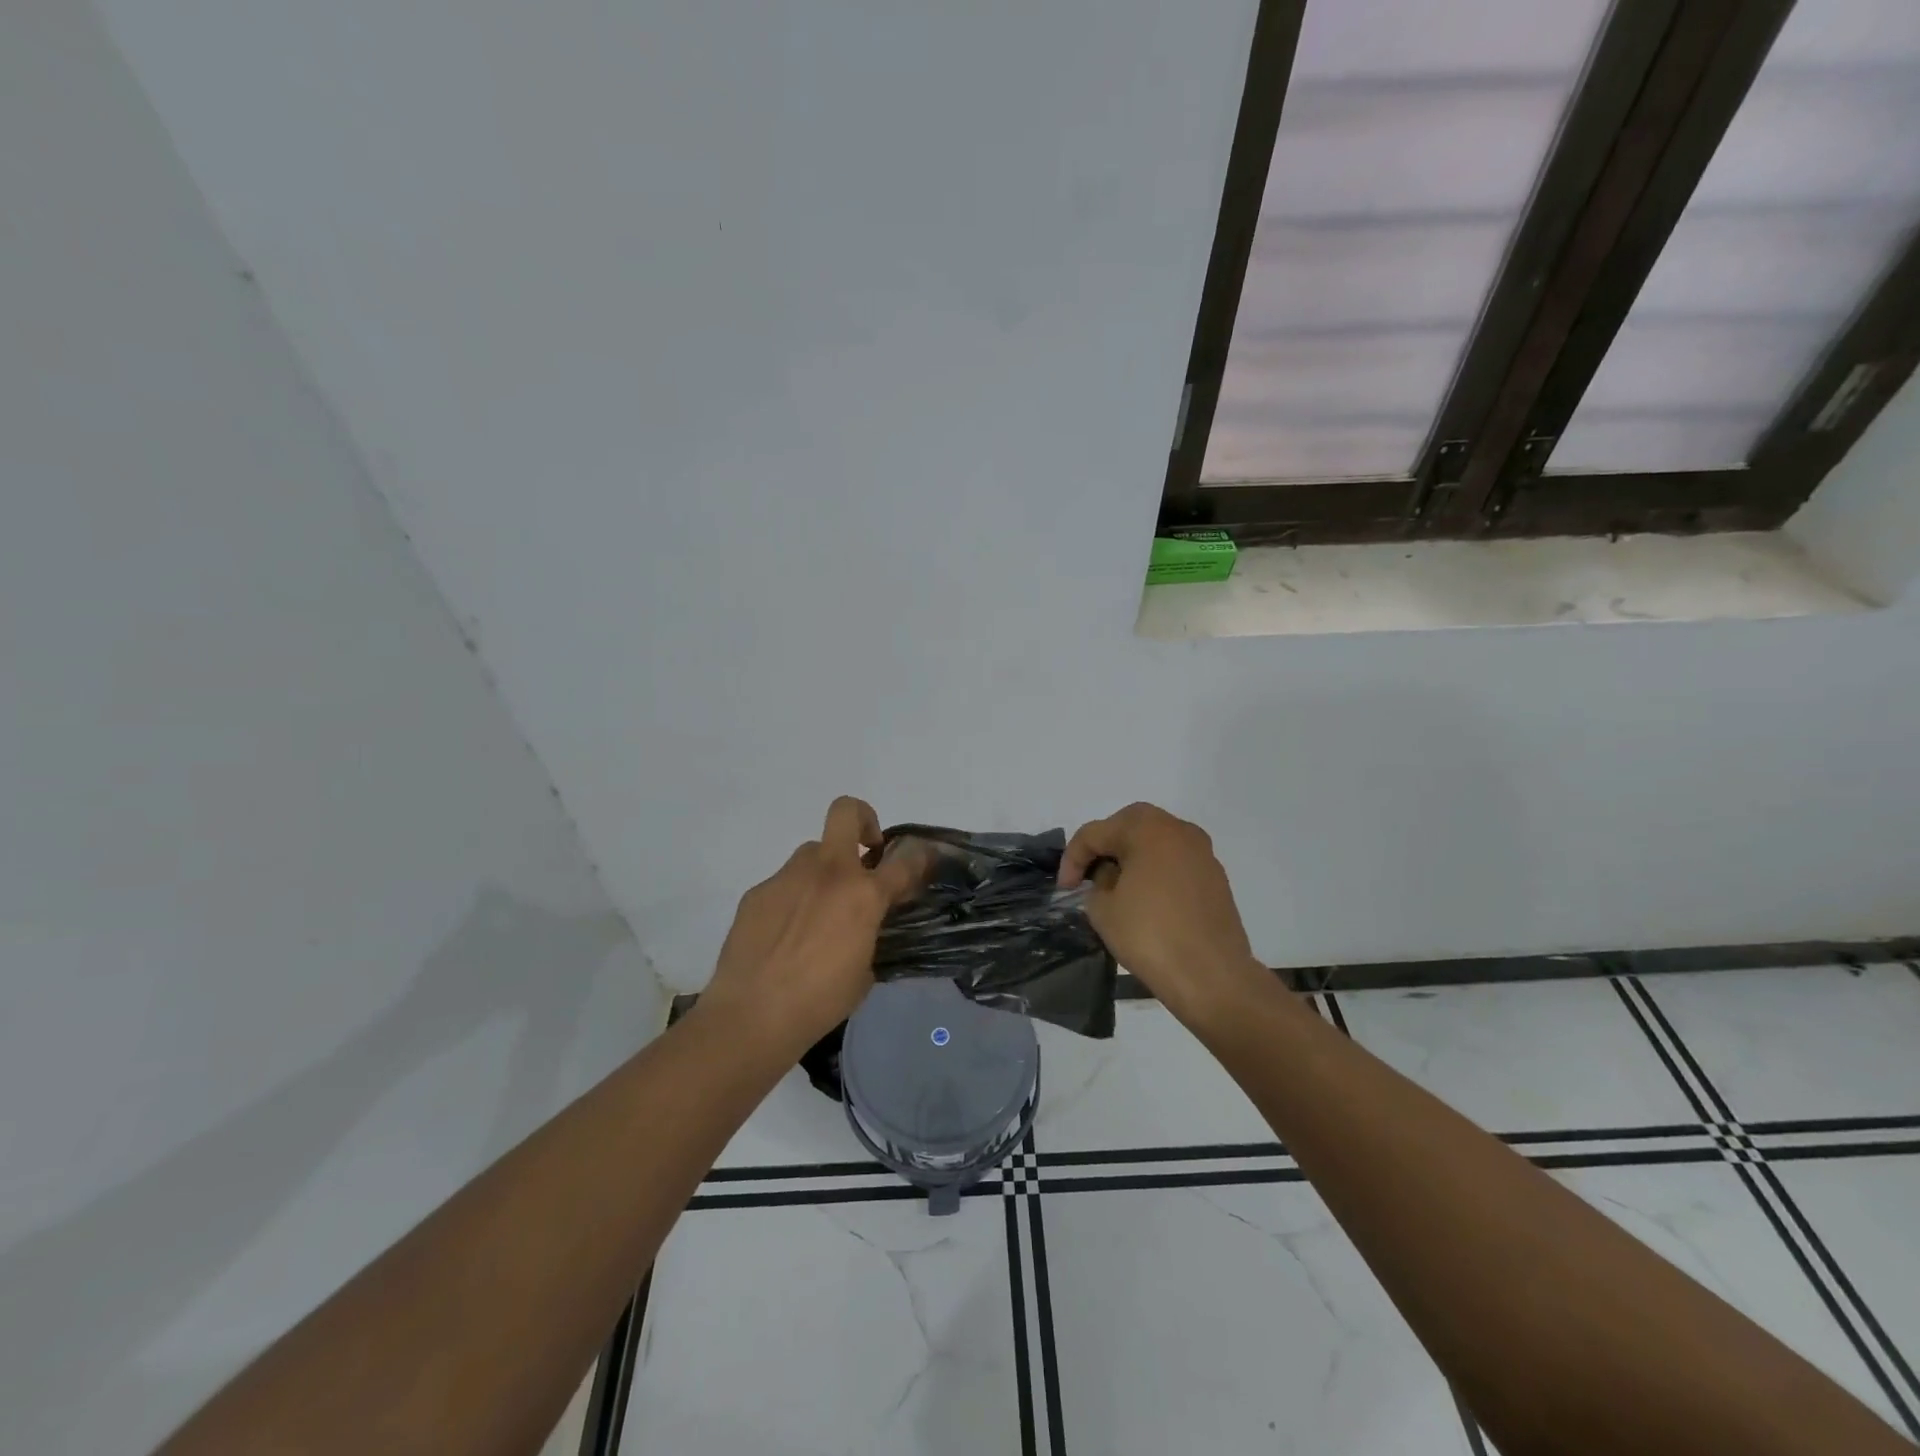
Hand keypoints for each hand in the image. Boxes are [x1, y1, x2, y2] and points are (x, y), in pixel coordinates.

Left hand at [702, 797, 931, 1051]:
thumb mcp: (864, 970)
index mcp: (863, 895)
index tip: (923, 859)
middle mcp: (828, 872)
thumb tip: (865, 923)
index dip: (920, 856)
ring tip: (816, 914)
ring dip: (823, 873)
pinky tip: (783, 936)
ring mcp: (788, 877)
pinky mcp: (758, 891)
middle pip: (846, 812)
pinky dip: (792, 900)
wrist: (751, 1015)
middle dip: (862, 820)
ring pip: (812, 853)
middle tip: (864, 854)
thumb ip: (869, 933)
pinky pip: (784, 884)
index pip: (905, 861)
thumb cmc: (820, 1001)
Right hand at [1058, 802, 1266, 1025]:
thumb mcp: (1102, 909)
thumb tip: (1110, 878)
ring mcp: (1202, 853)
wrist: (1212, 977)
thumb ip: (1097, 883)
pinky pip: (1175, 862)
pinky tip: (1146, 900)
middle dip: (1104, 847)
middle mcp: (1178, 830)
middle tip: (1088, 876)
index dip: (1072, 858)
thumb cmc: (1151, 936)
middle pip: (1129, 826)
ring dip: (1131, 857)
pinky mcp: (1215, 877)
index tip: (1064, 889)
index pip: (1096, 833)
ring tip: (1115, 888)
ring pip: (1155, 842)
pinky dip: (1155, 871)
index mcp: (1147, 829)